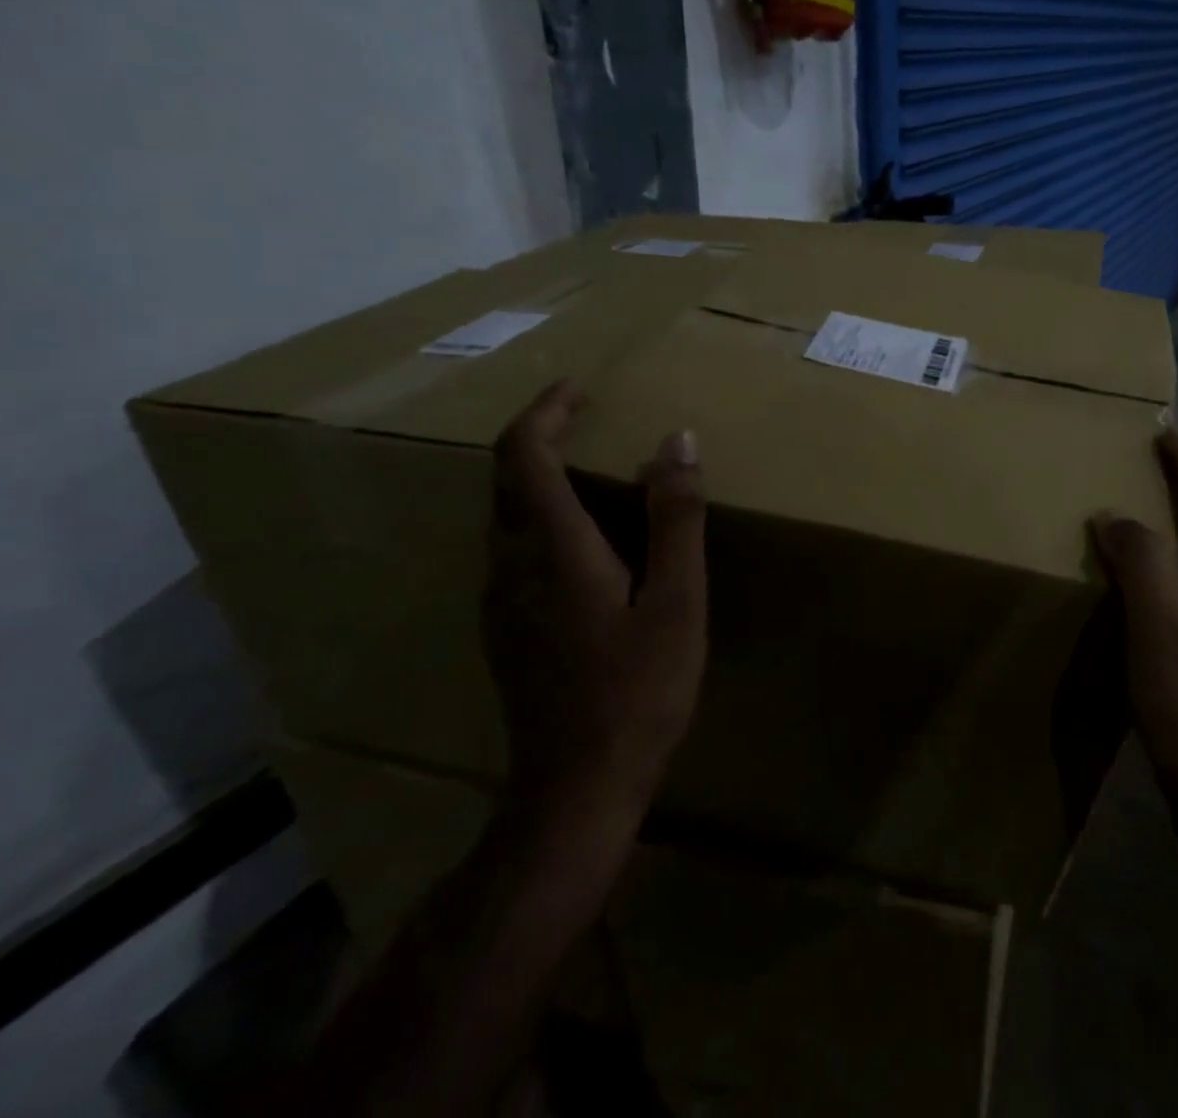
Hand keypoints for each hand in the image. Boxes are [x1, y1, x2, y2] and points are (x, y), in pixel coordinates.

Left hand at [483, 380, 707, 823]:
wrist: (576, 789)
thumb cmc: (638, 690)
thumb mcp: (677, 600)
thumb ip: (676, 517)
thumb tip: (677, 440)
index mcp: (553, 549)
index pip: (523, 454)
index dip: (545, 410)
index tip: (578, 387)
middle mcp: (510, 565)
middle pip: (504, 478)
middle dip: (538, 434)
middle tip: (586, 415)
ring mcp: (499, 601)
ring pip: (504, 514)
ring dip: (536, 475)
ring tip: (589, 465)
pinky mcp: (504, 628)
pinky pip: (511, 548)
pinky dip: (538, 514)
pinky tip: (582, 537)